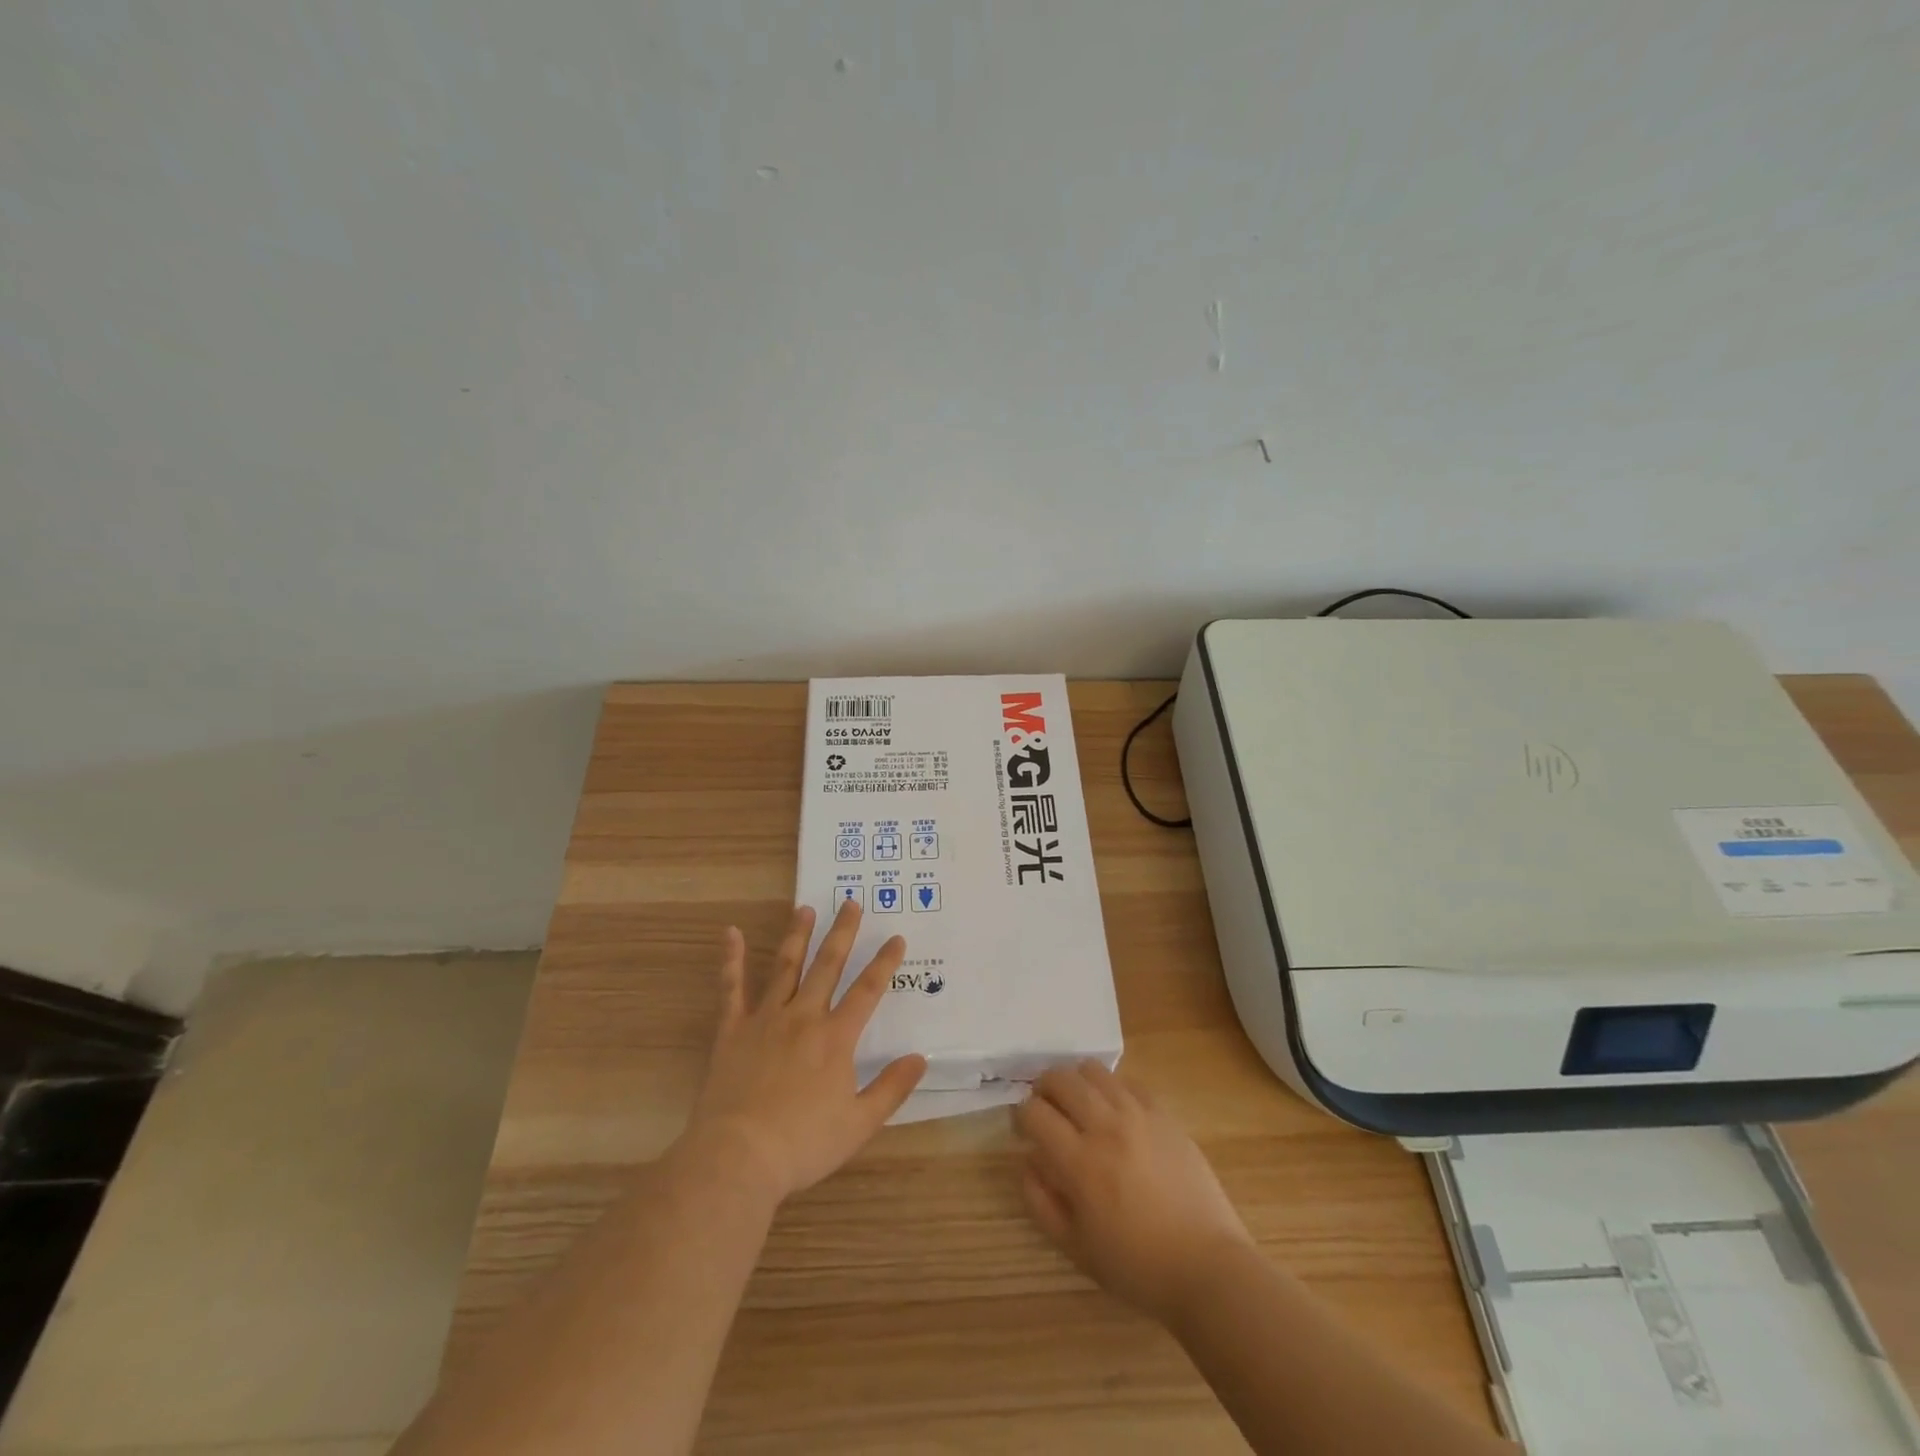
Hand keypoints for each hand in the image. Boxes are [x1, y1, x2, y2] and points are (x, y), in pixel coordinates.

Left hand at [683, 900, 926, 1203]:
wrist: (738, 1157)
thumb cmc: (803, 1144)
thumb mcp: (859, 1123)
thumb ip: (891, 1088)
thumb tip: (921, 1058)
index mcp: (836, 1037)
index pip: (868, 990)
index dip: (884, 962)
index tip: (896, 938)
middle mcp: (803, 1017)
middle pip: (827, 966)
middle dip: (842, 933)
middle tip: (851, 902)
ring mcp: (765, 1019)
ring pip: (785, 967)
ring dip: (797, 936)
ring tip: (804, 908)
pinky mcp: (732, 1030)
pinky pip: (732, 988)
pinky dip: (732, 959)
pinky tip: (731, 933)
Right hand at [1015, 1060, 1253, 1323]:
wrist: (1206, 1266)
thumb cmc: (1137, 1265)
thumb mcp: (1075, 1247)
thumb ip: (1040, 1201)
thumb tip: (1026, 1160)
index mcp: (1079, 1162)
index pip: (1034, 1113)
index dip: (1021, 1116)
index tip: (1025, 1130)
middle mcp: (1105, 1127)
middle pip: (1061, 1079)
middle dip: (1044, 1088)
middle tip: (1046, 1109)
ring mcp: (1138, 1115)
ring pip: (1093, 1071)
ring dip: (1077, 1082)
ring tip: (1079, 1104)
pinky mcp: (1164, 1114)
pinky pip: (1128, 1082)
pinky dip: (1112, 1088)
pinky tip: (1115, 1111)